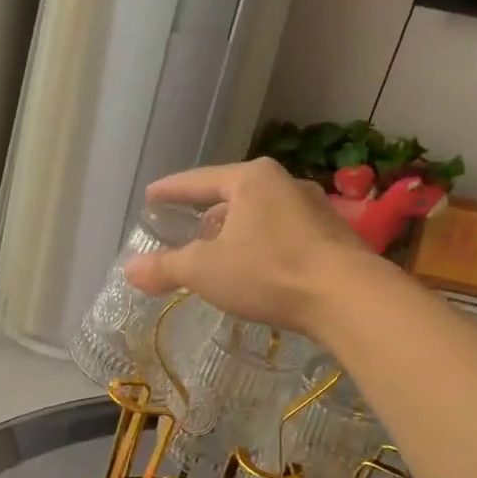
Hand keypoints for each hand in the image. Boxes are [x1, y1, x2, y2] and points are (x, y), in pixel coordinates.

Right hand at [126, 158, 373, 335]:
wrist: (347, 297)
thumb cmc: (268, 272)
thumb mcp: (204, 271)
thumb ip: (165, 268)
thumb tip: (129, 269)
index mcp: (251, 180)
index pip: (199, 180)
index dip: (171, 190)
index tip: (151, 197)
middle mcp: (284, 184)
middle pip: (232, 196)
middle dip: (206, 214)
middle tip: (186, 232)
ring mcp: (313, 209)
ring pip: (259, 216)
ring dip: (235, 233)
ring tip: (219, 254)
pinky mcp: (331, 237)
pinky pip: (282, 235)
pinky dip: (260, 247)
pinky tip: (255, 270)